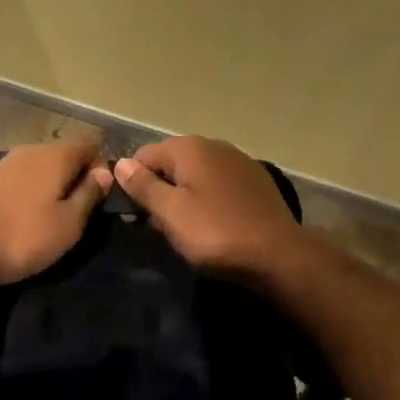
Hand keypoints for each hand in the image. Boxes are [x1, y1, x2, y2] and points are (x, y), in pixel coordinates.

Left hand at [0, 141, 112, 285]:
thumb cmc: (22, 236)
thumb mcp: (68, 224)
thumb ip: (90, 195)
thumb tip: (106, 172)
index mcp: (56, 155)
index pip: (91, 146)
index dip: (102, 169)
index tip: (102, 200)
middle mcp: (32, 149)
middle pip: (65, 155)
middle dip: (77, 178)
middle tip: (81, 213)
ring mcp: (7, 162)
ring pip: (42, 167)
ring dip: (53, 187)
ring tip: (54, 217)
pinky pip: (23, 178)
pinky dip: (32, 192)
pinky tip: (27, 216)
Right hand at [113, 136, 300, 274]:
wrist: (279, 255)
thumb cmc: (216, 233)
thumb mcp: (171, 213)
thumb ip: (143, 186)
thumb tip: (120, 163)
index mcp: (189, 147)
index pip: (144, 156)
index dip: (133, 184)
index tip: (135, 216)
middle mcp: (213, 144)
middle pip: (171, 163)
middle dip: (160, 190)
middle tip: (159, 227)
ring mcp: (238, 160)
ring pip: (196, 174)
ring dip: (185, 195)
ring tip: (186, 229)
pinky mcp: (255, 180)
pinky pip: (219, 184)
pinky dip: (209, 198)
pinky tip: (214, 223)